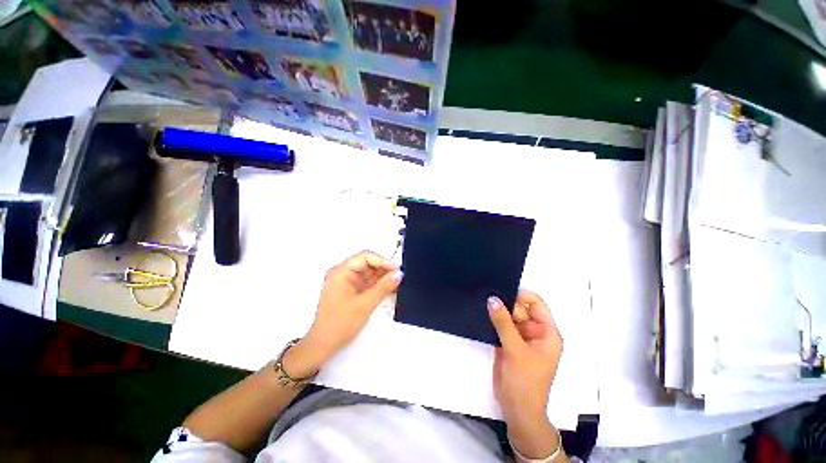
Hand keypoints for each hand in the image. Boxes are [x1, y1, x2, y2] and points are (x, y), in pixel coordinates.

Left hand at [297, 251, 401, 369]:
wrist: (323, 346)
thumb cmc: (339, 324)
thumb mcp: (365, 304)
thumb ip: (383, 287)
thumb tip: (399, 274)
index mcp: (341, 272)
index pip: (365, 257)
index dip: (383, 261)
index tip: (396, 270)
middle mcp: (342, 273)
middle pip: (367, 264)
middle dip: (383, 269)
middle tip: (399, 277)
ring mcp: (346, 282)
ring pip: (369, 273)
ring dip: (382, 277)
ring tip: (397, 284)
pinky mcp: (350, 291)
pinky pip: (367, 282)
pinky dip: (378, 285)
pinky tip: (389, 289)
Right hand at [488, 290, 563, 459]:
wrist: (517, 410)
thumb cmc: (525, 381)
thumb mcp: (515, 349)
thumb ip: (503, 322)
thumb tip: (492, 299)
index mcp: (547, 333)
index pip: (536, 304)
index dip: (521, 296)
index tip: (502, 290)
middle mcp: (535, 332)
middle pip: (521, 309)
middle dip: (506, 302)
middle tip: (487, 294)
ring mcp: (521, 338)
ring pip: (509, 316)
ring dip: (498, 311)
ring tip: (482, 300)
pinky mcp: (509, 343)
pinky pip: (501, 326)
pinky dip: (493, 320)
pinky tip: (482, 313)